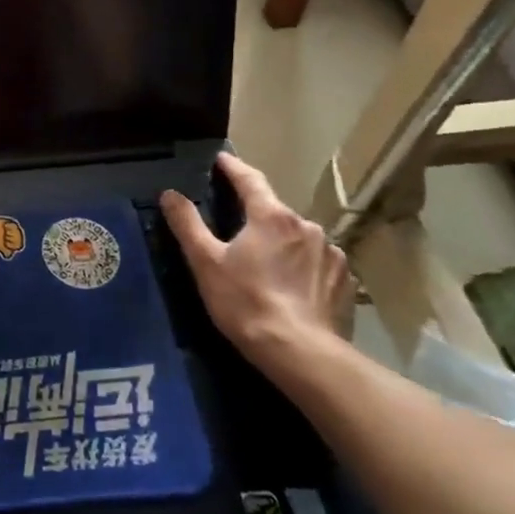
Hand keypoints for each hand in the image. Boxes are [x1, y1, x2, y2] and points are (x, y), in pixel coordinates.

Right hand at [160, 153, 352, 376]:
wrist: (301, 353)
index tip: (221, 159)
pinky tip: (292, 286)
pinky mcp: (344, 281)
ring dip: (281, 242)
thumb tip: (170, 194)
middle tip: (236, 228)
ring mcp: (331, 254)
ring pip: (298, 237)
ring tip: (266, 264)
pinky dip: (303, 266)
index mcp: (271, 216)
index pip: (250, 179)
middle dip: (256, 214)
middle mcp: (306, 226)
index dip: (233, 167)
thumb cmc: (246, 302)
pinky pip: (318, 262)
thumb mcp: (206, 262)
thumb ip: (187, 224)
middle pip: (274, 211)